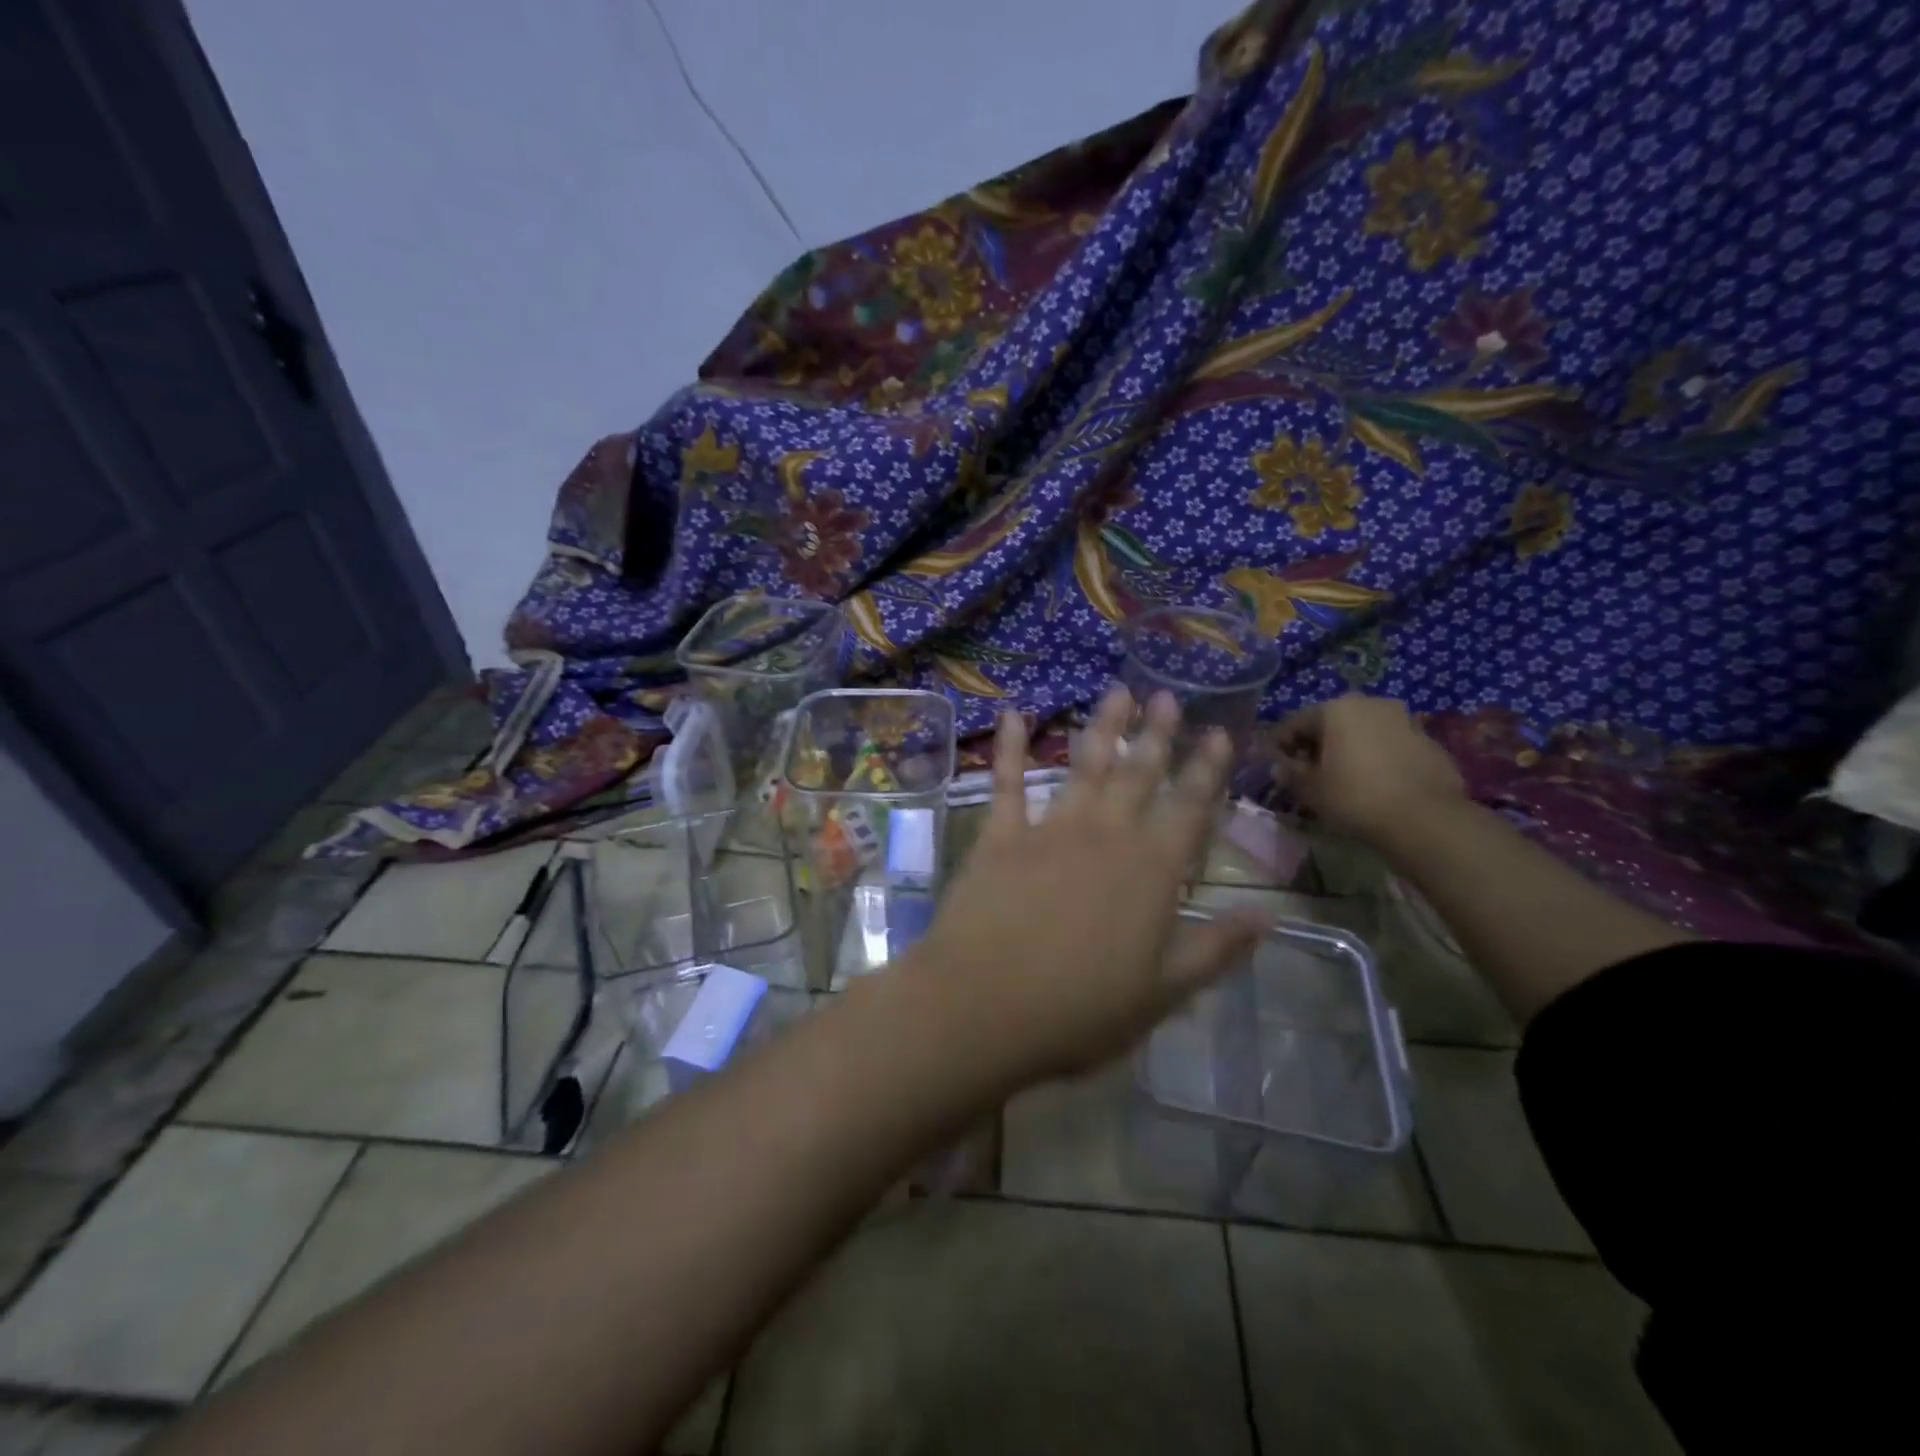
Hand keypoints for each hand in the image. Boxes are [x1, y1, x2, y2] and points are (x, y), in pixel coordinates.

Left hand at [911, 686, 1269, 1086]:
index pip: (1190, 809)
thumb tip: (1270, 917)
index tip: (1220, 732)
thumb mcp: (1163, 994)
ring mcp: (1050, 830)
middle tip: (1167, 695)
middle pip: (1139, 774)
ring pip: (1085, 766)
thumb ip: (1216, 949)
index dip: (1207, 770)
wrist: (983, 1006)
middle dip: (1157, 734)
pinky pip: (1007, 782)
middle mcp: (1106, 837)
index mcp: (1151, 873)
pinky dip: (1009, 747)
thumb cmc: (1079, 1011)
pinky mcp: (1000, 836)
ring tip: (1117, 691)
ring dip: (1103, 727)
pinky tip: (1011, 715)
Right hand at [1274, 694, 1465, 842]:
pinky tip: (1373, 785)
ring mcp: (1405, 720)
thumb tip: (1279, 767)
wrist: (1426, 820)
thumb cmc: (1355, 797)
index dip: (1278, 746)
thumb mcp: (1309, 789)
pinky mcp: (1429, 742)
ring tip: (1341, 780)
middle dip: (1316, 746)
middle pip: (1331, 723)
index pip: (1294, 723)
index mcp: (1336, 708)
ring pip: (1363, 732)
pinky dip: (1376, 759)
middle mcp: (1371, 703)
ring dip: (1348, 750)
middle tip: (1306, 773)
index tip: (1272, 767)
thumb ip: (1289, 773)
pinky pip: (1389, 746)